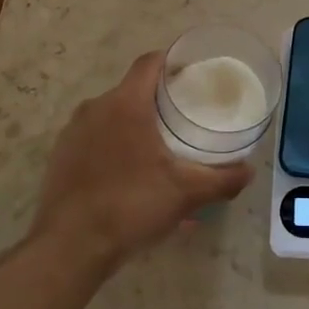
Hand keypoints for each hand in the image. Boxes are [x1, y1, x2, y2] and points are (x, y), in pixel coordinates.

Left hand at [31, 51, 252, 271]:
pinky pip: (94, 141)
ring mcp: (73, 132)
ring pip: (112, 117)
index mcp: (126, 103)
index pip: (150, 63)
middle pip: (132, 90)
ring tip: (158, 150)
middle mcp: (96, 107)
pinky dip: (114, 149)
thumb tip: (248, 171)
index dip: (172, 61)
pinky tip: (130, 178)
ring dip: (134, 126)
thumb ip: (221, 179)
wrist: (69, 247)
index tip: (192, 73)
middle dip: (157, 100)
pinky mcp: (60, 156)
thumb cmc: (131, 205)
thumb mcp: (186, 193)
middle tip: (183, 117)